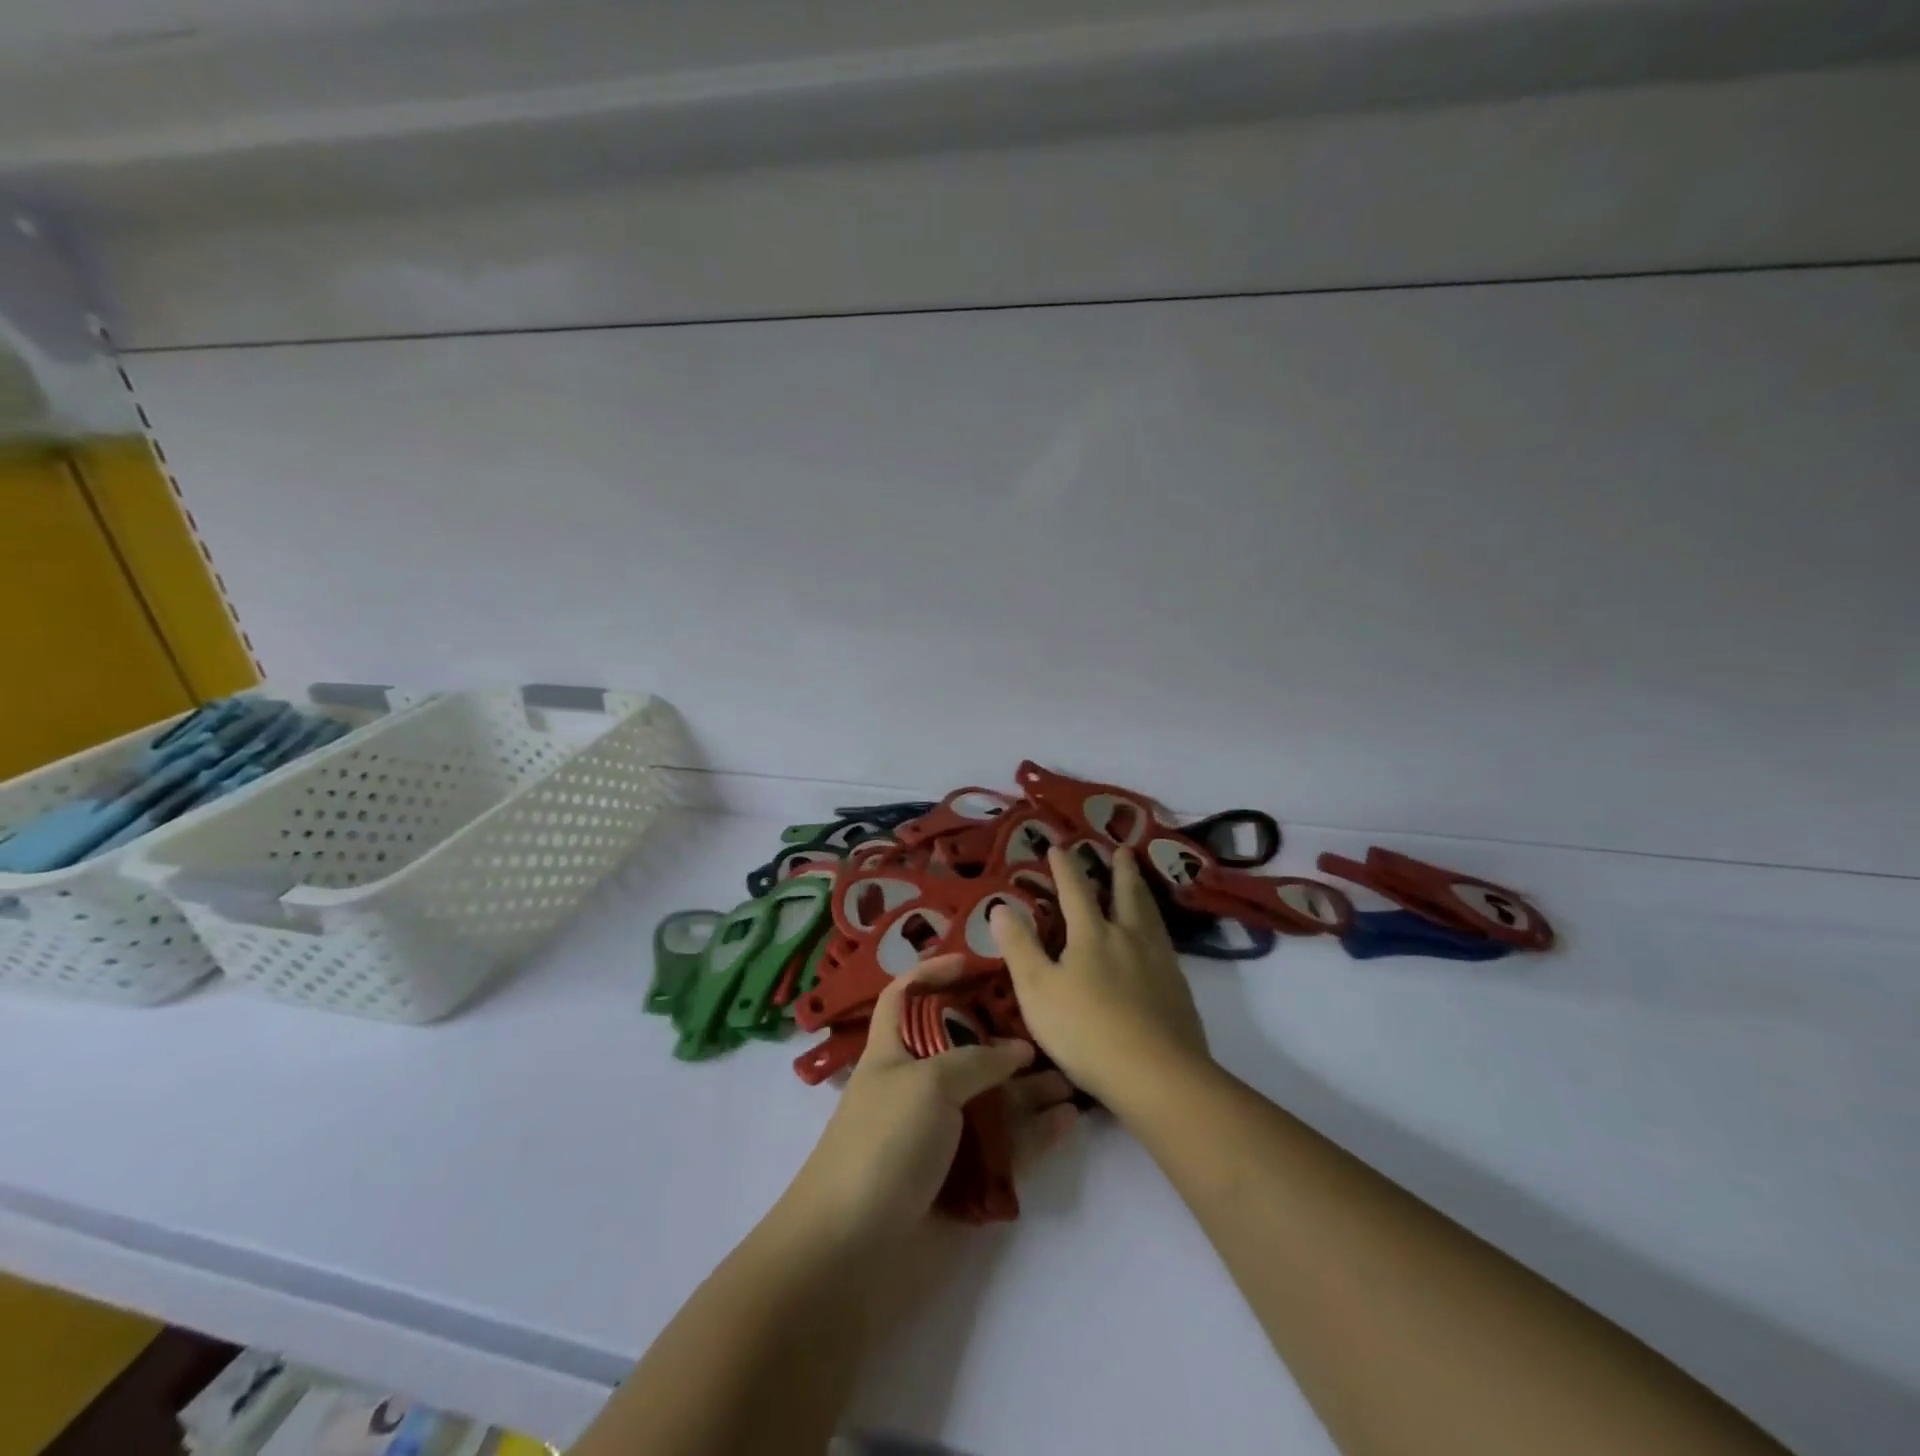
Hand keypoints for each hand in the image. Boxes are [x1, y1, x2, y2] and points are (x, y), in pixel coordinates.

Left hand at [781, 956, 1078, 1248]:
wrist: (851, 1254)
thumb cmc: (882, 1144)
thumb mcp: (927, 1083)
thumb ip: (977, 1060)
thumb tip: (1018, 1050)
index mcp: (893, 1052)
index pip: (905, 996)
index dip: (932, 974)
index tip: (975, 961)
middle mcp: (918, 1087)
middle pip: (963, 1048)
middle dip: (1002, 1035)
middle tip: (1049, 1026)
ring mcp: (940, 1135)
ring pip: (992, 1099)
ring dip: (1029, 1088)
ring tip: (1073, 1077)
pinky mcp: (962, 1179)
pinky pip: (1006, 1147)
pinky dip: (1035, 1133)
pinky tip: (1068, 1120)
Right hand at [990, 844, 1210, 1108]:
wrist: (1156, 1074)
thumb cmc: (1086, 1031)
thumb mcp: (1037, 990)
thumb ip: (1019, 947)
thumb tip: (1001, 907)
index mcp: (1092, 935)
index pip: (1075, 890)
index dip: (1065, 867)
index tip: (1059, 847)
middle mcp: (1128, 938)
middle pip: (1126, 894)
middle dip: (1120, 870)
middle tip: (1122, 850)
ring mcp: (1159, 961)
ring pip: (1150, 915)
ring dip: (1142, 892)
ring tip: (1141, 881)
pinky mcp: (1178, 988)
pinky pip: (1166, 943)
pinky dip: (1158, 927)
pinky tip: (1159, 939)